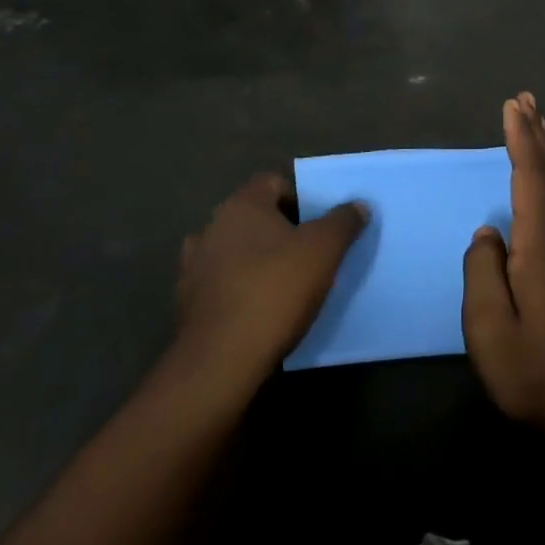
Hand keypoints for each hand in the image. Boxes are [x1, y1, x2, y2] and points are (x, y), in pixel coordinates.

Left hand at [173, 175, 367, 394]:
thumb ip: (343, 221)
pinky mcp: (187, 304)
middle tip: (308, 252)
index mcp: (241, 205)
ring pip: (235, 251)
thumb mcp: (324, 250)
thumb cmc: (275, 290)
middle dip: (280, 230)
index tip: (318, 223)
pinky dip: (240, 289)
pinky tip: (260, 310)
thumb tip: (357, 205)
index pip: (272, 182)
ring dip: (256, 260)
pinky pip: (222, 284)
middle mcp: (211, 227)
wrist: (221, 362)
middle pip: (253, 217)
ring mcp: (193, 267)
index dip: (299, 197)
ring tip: (284, 282)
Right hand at [462, 94, 544, 456]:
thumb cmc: (533, 374)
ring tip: (535, 125)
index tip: (512, 105)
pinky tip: (542, 184)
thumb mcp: (490, 330)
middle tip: (526, 100)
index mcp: (541, 249)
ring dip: (544, 153)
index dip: (521, 140)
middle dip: (537, 135)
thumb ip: (483, 274)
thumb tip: (488, 235)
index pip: (530, 180)